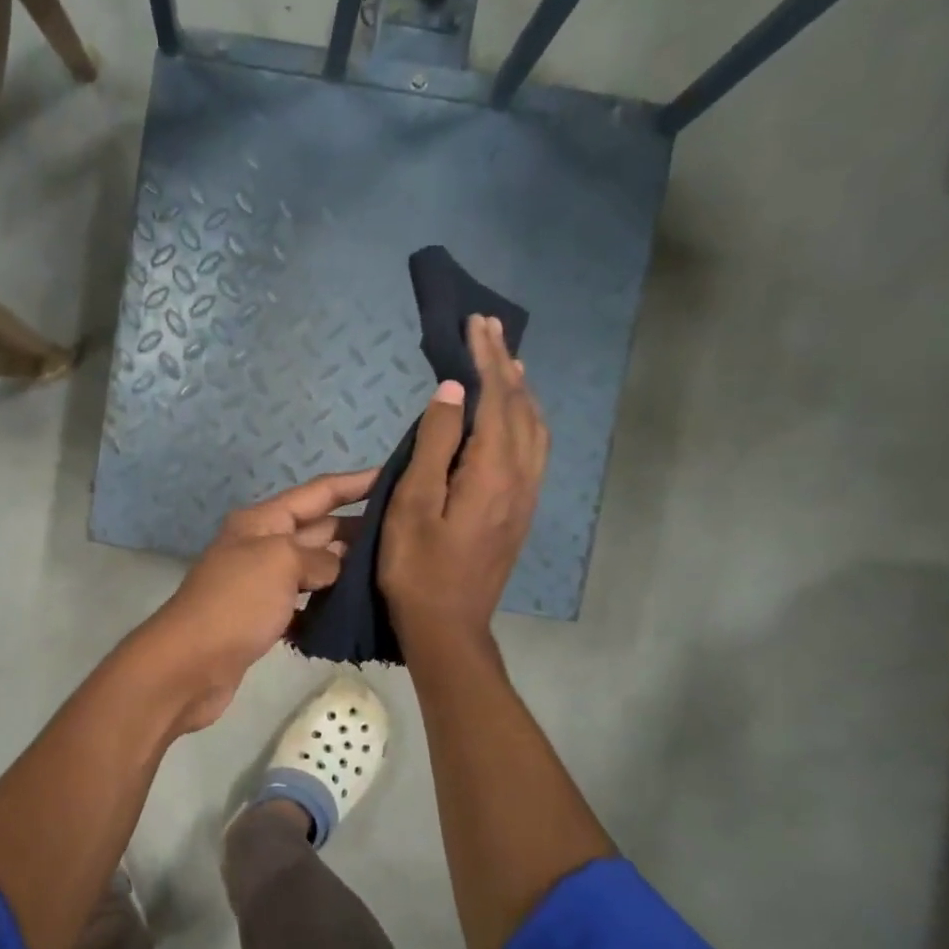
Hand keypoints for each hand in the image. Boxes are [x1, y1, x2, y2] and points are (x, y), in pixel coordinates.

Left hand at [136, 468, 377, 731]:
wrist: (189, 665)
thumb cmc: (236, 603)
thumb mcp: (281, 563)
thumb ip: (319, 557)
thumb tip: (336, 567)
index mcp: (262, 521)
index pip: (318, 492)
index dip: (355, 483)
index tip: (395, 477)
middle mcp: (262, 546)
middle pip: (318, 529)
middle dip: (358, 528)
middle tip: (404, 535)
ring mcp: (261, 584)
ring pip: (313, 569)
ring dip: (345, 569)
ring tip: (390, 573)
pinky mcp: (262, 619)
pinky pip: (303, 605)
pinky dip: (325, 607)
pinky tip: (354, 614)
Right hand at [380, 314, 548, 647]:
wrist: (448, 626)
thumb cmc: (417, 567)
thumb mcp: (412, 504)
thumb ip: (435, 444)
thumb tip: (454, 390)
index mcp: (492, 471)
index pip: (496, 398)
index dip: (487, 358)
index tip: (474, 323)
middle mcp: (521, 476)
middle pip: (521, 407)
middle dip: (506, 364)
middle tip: (488, 329)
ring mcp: (526, 496)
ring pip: (535, 428)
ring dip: (521, 390)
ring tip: (506, 363)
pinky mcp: (522, 511)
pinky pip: (535, 450)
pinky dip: (526, 419)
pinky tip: (513, 417)